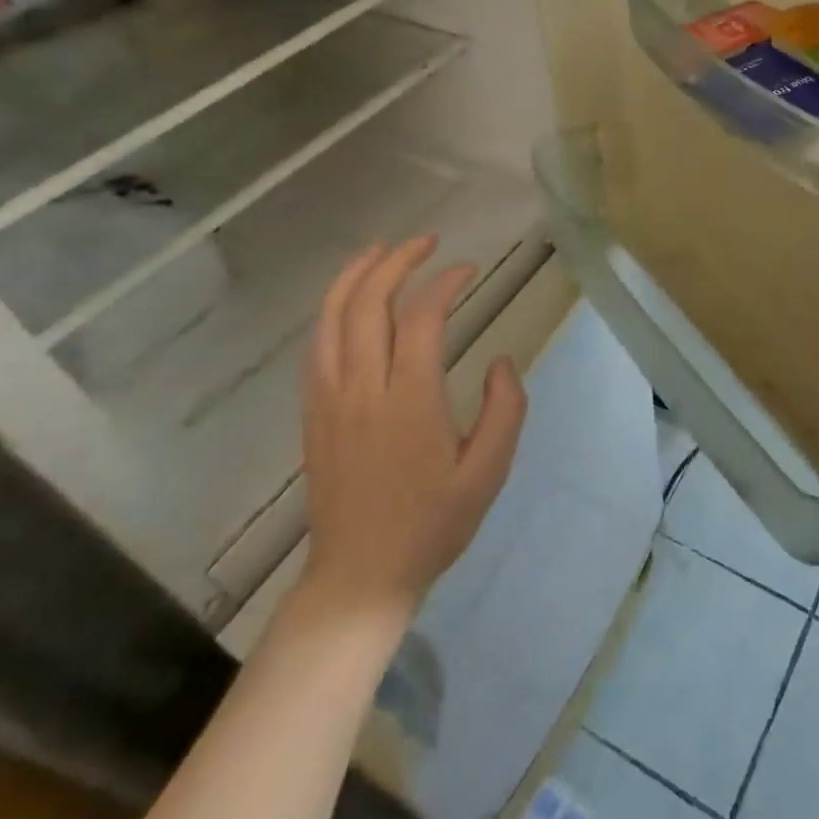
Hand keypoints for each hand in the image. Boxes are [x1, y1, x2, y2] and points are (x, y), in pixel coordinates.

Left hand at [299, 236, 527, 617]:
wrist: (360, 576)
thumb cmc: (432, 524)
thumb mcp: (489, 471)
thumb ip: (504, 409)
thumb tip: (499, 360)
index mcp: (410, 401)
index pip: (422, 317)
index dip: (445, 282)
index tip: (468, 269)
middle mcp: (363, 389)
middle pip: (369, 303)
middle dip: (397, 261)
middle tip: (425, 241)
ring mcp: (330, 399)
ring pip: (332, 318)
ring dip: (355, 275)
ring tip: (381, 250)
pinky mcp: (314, 412)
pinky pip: (317, 345)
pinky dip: (333, 309)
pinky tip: (350, 300)